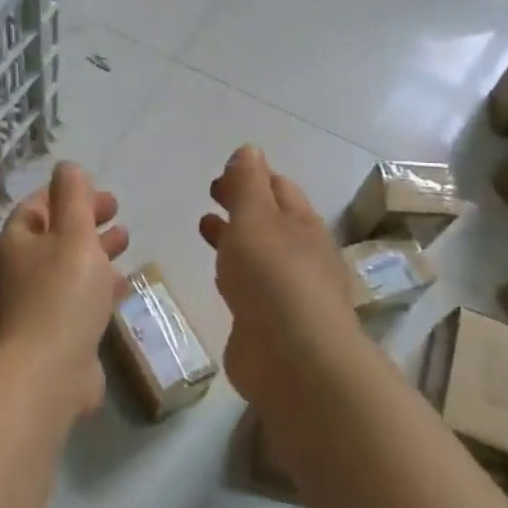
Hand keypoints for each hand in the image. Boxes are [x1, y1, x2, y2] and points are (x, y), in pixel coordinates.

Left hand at [0, 162, 129, 417]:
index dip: (68, 195)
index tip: (101, 193)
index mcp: (15, 243)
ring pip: (66, 267)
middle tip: (118, 212)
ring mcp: (31, 305)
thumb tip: (68, 167)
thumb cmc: (61, 295)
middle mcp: (17, 271)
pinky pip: (75, 298)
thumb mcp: (73, 235)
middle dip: (85, 221)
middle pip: (53, 235)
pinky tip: (123, 284)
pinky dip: (97, 285)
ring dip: (94, 251)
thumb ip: (74, 197)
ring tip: (126, 241)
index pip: (38, 206)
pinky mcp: (51, 333)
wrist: (46, 374)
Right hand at [198, 146, 357, 403]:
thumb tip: (249, 149)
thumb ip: (248, 184)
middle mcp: (300, 253)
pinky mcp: (270, 320)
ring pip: (258, 252)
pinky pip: (249, 285)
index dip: (253, 175)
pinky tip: (217, 275)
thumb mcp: (256, 217)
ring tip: (204, 225)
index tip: (223, 171)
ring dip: (234, 235)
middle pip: (270, 218)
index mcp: (302, 223)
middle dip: (242, 202)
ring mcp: (287, 290)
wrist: (292, 358)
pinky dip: (233, 270)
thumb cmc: (273, 276)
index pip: (279, 187)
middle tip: (211, 191)